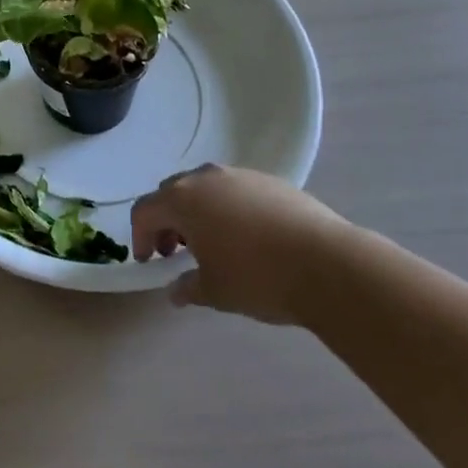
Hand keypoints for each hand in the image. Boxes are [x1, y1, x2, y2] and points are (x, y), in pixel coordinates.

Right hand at [131, 164, 347, 324]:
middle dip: (168, 221)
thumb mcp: (215, 291)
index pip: (145, 210)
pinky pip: (235, 191)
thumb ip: (188, 287)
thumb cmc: (258, 277)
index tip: (150, 262)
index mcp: (183, 199)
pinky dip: (228, 209)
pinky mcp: (270, 181)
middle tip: (176, 252)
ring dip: (198, 212)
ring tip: (214, 245)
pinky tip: (248, 239)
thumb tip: (176, 290)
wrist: (327, 264)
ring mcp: (240, 175)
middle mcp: (207, 178)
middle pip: (172, 192)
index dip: (140, 236)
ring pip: (205, 188)